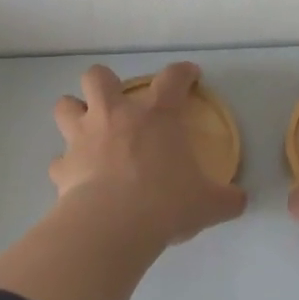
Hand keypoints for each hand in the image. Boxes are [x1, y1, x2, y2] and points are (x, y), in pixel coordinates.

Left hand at [52, 62, 247, 245]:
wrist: (114, 226)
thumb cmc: (167, 203)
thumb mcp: (210, 204)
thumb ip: (227, 198)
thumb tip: (239, 201)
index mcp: (157, 115)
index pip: (173, 78)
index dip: (183, 73)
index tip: (190, 76)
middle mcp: (115, 116)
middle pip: (98, 77)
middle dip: (105, 83)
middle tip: (118, 104)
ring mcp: (83, 138)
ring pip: (64, 106)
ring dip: (74, 113)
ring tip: (87, 130)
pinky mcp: (62, 167)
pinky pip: (59, 160)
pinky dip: (67, 166)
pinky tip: (78, 178)